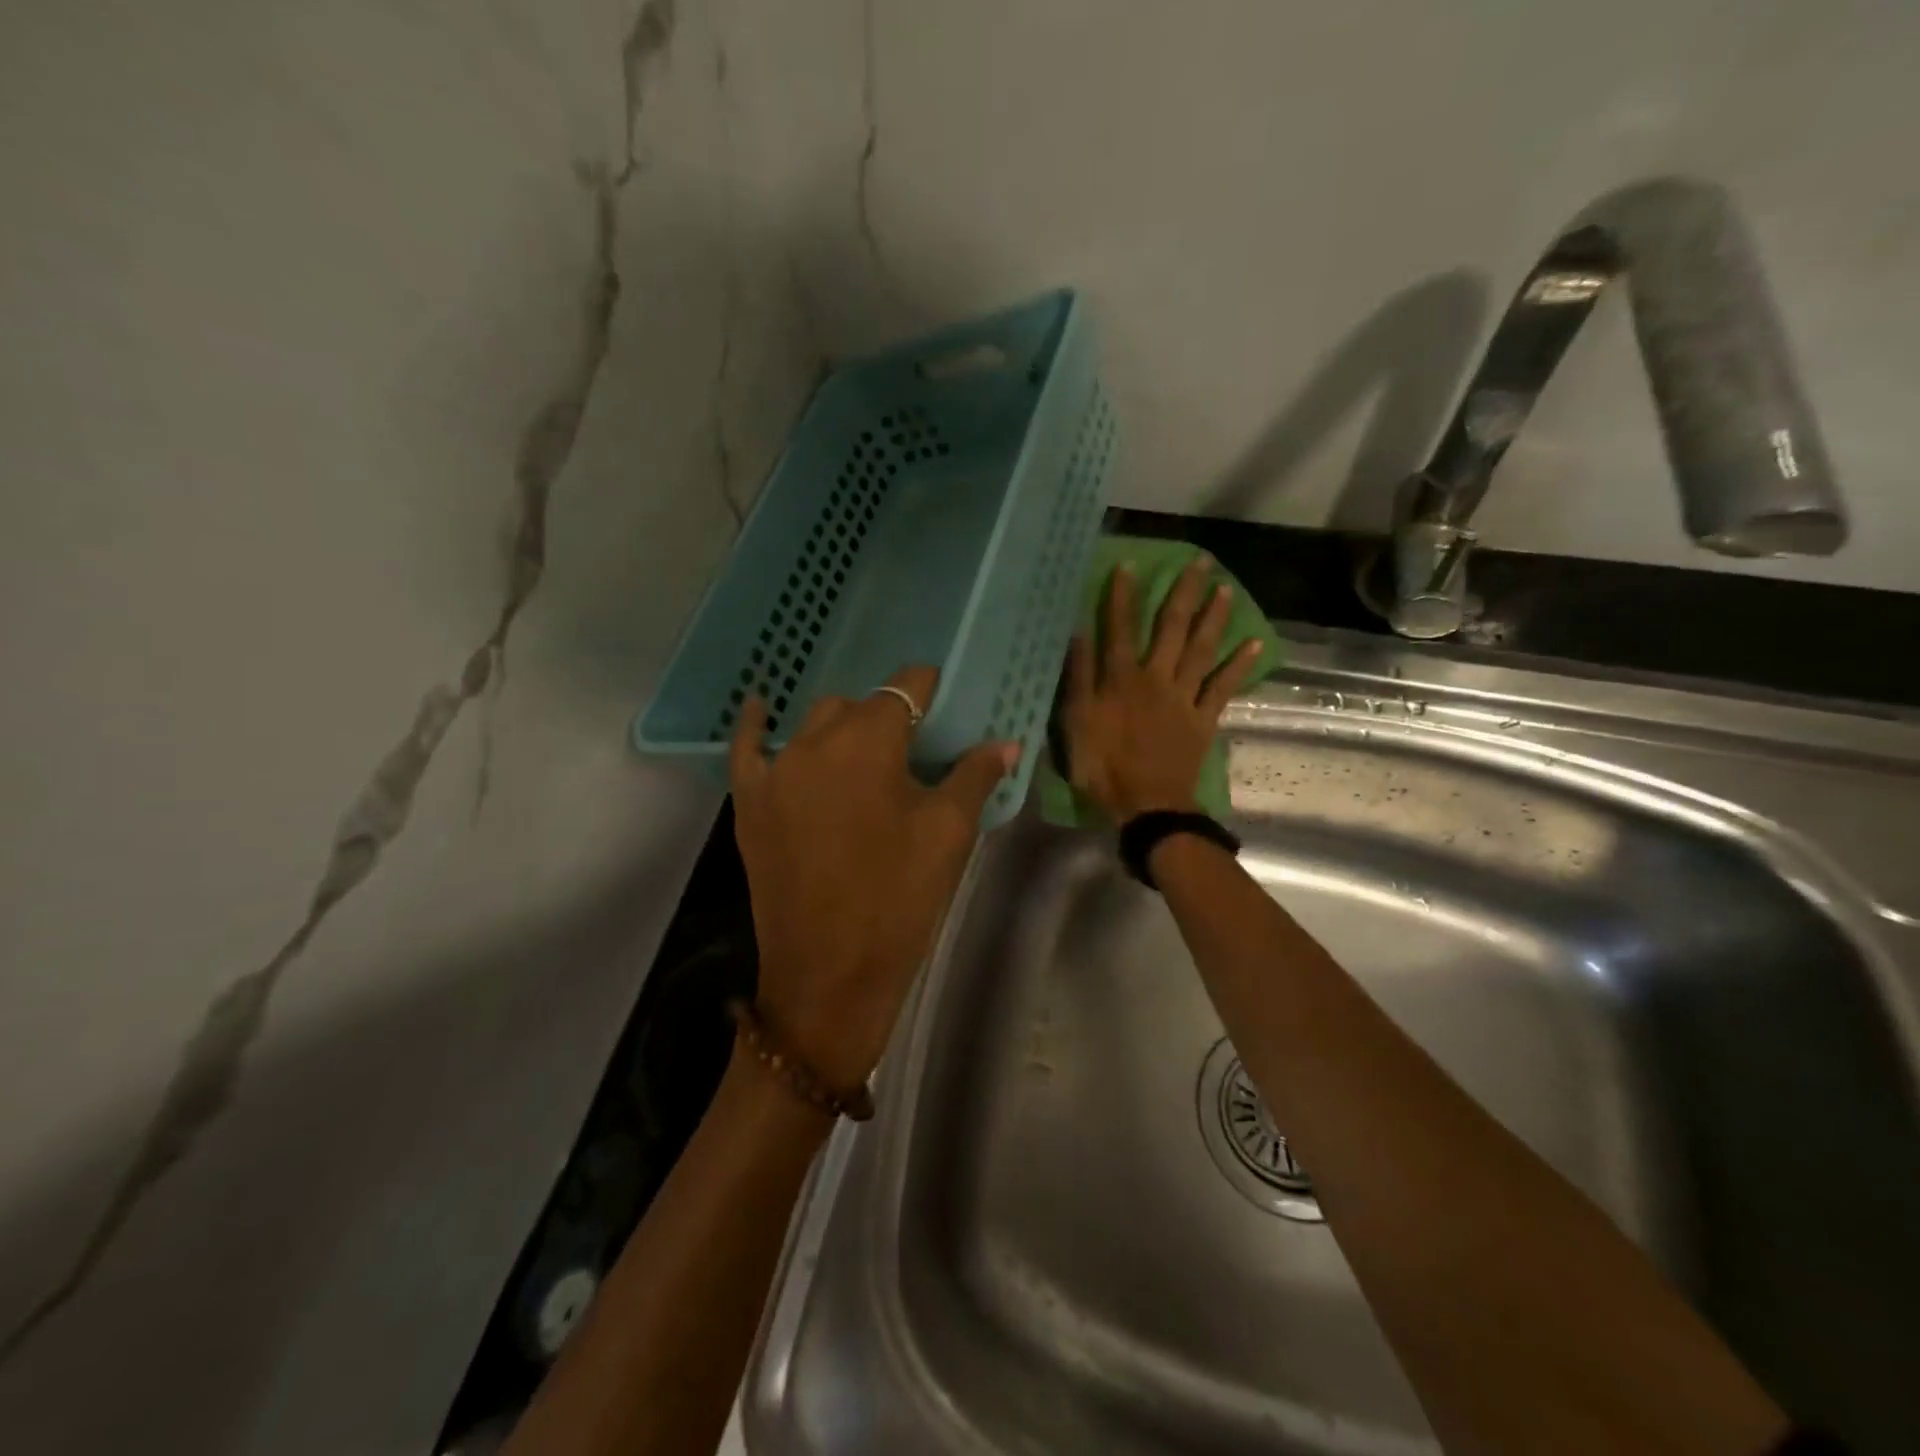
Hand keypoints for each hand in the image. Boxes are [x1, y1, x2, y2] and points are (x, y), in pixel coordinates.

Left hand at [729, 665, 1016, 1091]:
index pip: (903, 689)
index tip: (942, 697)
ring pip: (811, 724)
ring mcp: (775, 771)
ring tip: (862, 756)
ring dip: (840, 728)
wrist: (829, 972)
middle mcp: (815, 742)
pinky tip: (757, 705)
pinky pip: (747, 748)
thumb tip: (1006, 744)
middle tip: (911, 749)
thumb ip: (974, 777)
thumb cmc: (898, 898)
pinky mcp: (750, 802)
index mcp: (869, 742)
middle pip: (856, 706)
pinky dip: (754, 724)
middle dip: (885, 716)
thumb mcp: (948, 834)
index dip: (926, 687)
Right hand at [1059, 556, 1264, 821]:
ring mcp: (1183, 698)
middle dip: (1183, 594)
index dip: (1123, 597)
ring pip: (1201, 650)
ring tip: (1226, 589)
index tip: (1130, 565)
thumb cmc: (1103, 767)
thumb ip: (1078, 678)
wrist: (1146, 805)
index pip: (1120, 629)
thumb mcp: (1077, 723)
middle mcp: (1155, 679)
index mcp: (1121, 680)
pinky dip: (1239, 666)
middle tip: (1201, 561)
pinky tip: (1255, 643)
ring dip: (1213, 618)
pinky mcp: (1203, 719)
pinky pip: (1223, 687)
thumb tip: (1077, 634)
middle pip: (1171, 630)